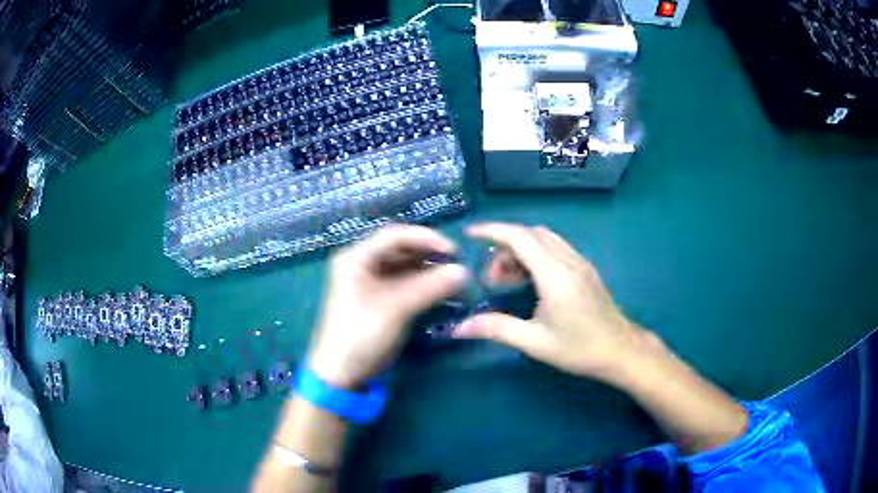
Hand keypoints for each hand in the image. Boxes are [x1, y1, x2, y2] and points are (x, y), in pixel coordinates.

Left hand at [308, 225, 466, 388]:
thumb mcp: (397, 308)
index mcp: (357, 258)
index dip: (426, 238)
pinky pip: (403, 285)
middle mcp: (362, 265)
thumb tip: (464, 271)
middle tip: (456, 264)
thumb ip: (431, 286)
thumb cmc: (362, 334)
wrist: (341, 373)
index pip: (395, 235)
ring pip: (403, 268)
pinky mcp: (378, 301)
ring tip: (453, 278)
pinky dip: (422, 286)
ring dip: (428, 271)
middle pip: (400, 250)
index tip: (453, 250)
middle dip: (428, 255)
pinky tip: (441, 291)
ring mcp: (369, 283)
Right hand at [453, 223, 647, 381]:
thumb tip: (459, 328)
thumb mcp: (535, 342)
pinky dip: (535, 254)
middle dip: (503, 246)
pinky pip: (555, 248)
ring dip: (520, 249)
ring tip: (507, 280)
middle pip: (530, 234)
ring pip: (544, 239)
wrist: (621, 351)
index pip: (520, 238)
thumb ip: (496, 329)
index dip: (492, 231)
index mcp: (555, 276)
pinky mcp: (585, 269)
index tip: (469, 234)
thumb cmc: (579, 349)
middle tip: (490, 277)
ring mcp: (580, 262)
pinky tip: (529, 280)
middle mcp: (568, 261)